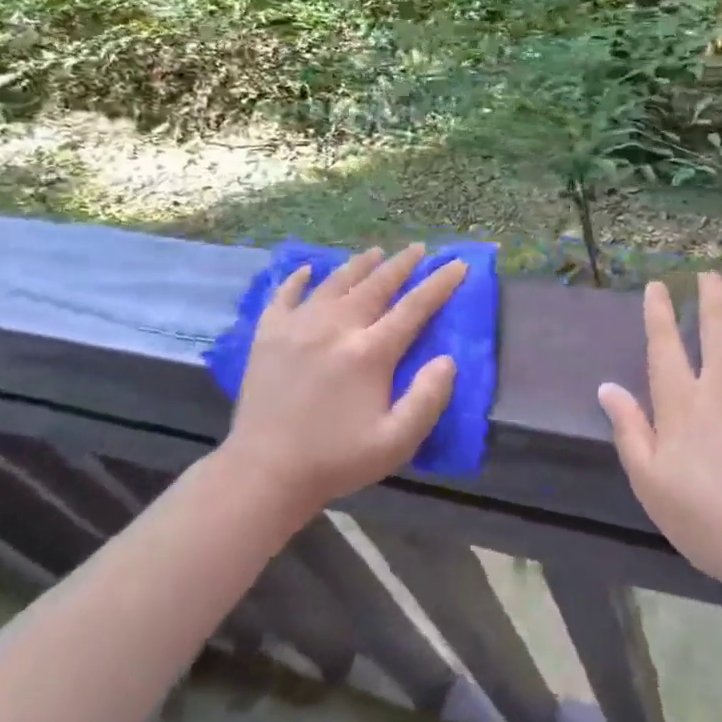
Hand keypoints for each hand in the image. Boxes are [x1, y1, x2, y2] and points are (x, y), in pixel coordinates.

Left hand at [222, 244, 465, 514]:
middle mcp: (336, 327)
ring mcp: (298, 326)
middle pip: (375, 284)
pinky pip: (285, 294)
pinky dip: (298, 279)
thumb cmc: (336, 459)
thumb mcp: (395, 441)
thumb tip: (448, 360)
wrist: (264, 472)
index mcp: (369, 352)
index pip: (414, 307)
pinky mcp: (267, 334)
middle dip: (401, 264)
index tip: (457, 264)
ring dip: (359, 264)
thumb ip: (428, 399)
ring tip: (375, 252)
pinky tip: (308, 269)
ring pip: (335, 282)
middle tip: (417, 249)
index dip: (439, 284)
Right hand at [598, 273, 721, 604]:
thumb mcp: (651, 484)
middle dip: (710, 294)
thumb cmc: (711, 522)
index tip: (658, 286)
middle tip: (708, 274)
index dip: (658, 311)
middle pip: (716, 323)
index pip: (664, 343)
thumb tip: (607, 387)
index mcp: (683, 401)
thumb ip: (630, 430)